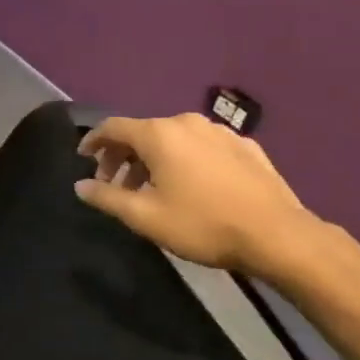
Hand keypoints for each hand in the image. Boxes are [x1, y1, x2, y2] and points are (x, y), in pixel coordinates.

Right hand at [75, 113, 320, 275]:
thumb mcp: (144, 217)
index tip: (83, 158)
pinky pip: (202, 147)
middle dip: (123, 155)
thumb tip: (80, 185)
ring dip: (154, 159)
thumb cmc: (203, 224)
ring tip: (151, 188)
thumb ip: (106, 198)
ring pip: (174, 139)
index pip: (113, 127)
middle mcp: (187, 123)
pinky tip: (191, 186)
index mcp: (159, 134)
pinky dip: (186, 160)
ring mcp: (221, 133)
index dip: (93, 141)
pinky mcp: (246, 147)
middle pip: (143, 132)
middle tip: (114, 183)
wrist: (279, 236)